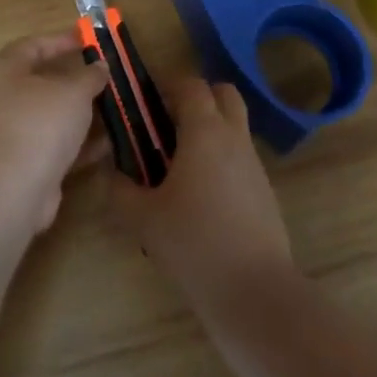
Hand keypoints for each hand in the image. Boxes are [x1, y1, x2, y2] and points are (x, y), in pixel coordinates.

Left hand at [0, 30, 108, 229]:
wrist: (16, 188)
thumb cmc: (41, 123)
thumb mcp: (73, 91)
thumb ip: (90, 75)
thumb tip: (99, 65)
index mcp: (6, 72)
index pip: (31, 46)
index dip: (59, 40)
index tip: (87, 41)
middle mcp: (4, 99)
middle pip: (42, 82)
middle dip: (75, 80)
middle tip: (103, 76)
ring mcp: (13, 133)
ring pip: (51, 116)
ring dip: (80, 113)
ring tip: (112, 107)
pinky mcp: (25, 163)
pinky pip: (56, 145)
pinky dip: (80, 143)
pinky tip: (109, 143)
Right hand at [107, 79, 294, 312]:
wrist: (254, 291)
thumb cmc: (194, 243)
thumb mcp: (143, 218)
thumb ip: (120, 189)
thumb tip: (112, 173)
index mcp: (204, 131)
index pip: (190, 85)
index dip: (167, 85)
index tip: (144, 102)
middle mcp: (233, 137)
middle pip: (222, 94)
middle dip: (196, 98)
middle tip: (166, 123)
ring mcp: (254, 163)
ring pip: (233, 126)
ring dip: (209, 130)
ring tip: (177, 164)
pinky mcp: (264, 190)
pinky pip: (240, 157)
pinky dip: (220, 159)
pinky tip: (199, 195)